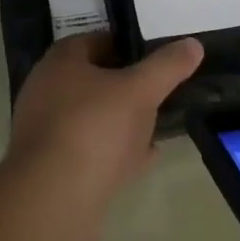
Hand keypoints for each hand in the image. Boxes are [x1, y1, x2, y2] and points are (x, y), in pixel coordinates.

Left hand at [5, 33, 204, 240]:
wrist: (52, 199)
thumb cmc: (94, 128)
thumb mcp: (140, 90)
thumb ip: (167, 66)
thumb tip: (193, 44)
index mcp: (60, 63)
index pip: (96, 41)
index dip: (127, 46)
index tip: (156, 58)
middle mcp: (45, 92)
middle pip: (94, 82)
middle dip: (127, 88)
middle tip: (160, 94)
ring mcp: (45, 132)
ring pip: (93, 118)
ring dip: (122, 123)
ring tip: (157, 128)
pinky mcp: (51, 168)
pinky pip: (89, 152)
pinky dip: (115, 152)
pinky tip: (143, 160)